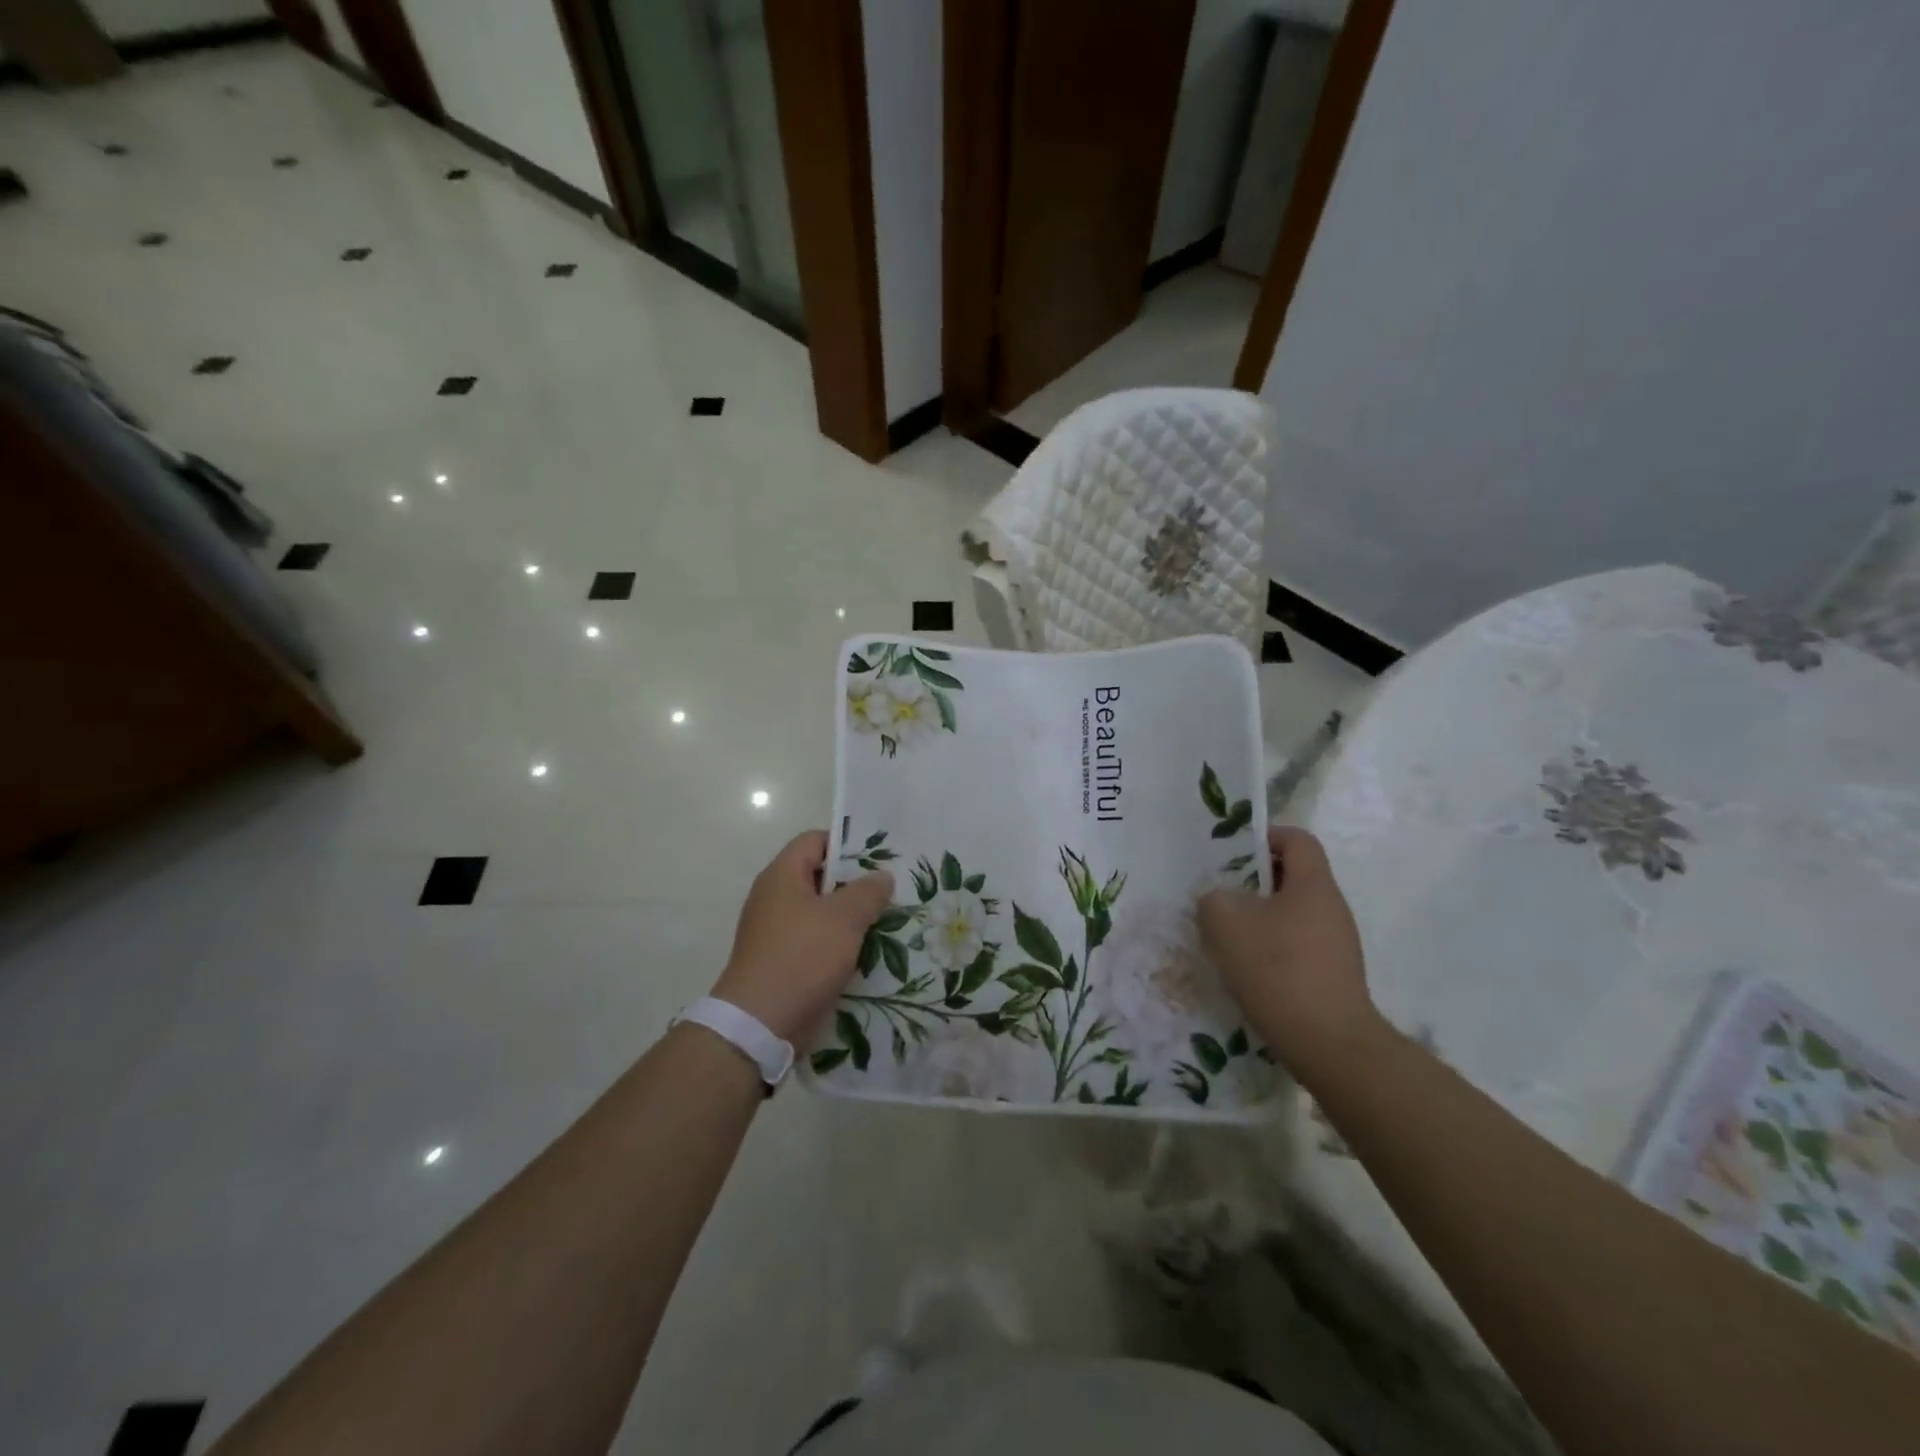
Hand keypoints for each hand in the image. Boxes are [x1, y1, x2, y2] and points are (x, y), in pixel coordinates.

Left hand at [711, 831, 893, 1044]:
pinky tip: (869, 954)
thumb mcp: (844, 918)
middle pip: (820, 877)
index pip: (815, 841)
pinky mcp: (784, 962)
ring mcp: (778, 932)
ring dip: (852, 919)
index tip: (879, 859)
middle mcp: (775, 899)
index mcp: (782, 876)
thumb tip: (882, 876)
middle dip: (855, 884)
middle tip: (890, 891)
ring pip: (822, 913)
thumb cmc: (802, 957)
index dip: (846, 844)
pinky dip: (840, 945)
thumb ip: (867, 891)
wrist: (761, 1025)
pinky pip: (817, 943)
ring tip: (887, 921)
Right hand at [1197, 826, 1380, 1075]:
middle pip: (1293, 877)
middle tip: (1221, 897)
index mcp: (1313, 885)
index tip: (1233, 855)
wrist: (1329, 1044)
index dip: (1265, 837)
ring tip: (1228, 938)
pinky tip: (1248, 971)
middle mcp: (1332, 908)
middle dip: (1254, 883)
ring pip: (1293, 914)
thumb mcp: (1225, 924)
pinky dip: (1273, 949)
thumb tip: (1219, 901)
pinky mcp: (1334, 975)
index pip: (1297, 839)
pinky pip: (1298, 946)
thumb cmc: (1278, 970)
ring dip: (1261, 919)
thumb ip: (1213, 900)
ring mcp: (1338, 944)